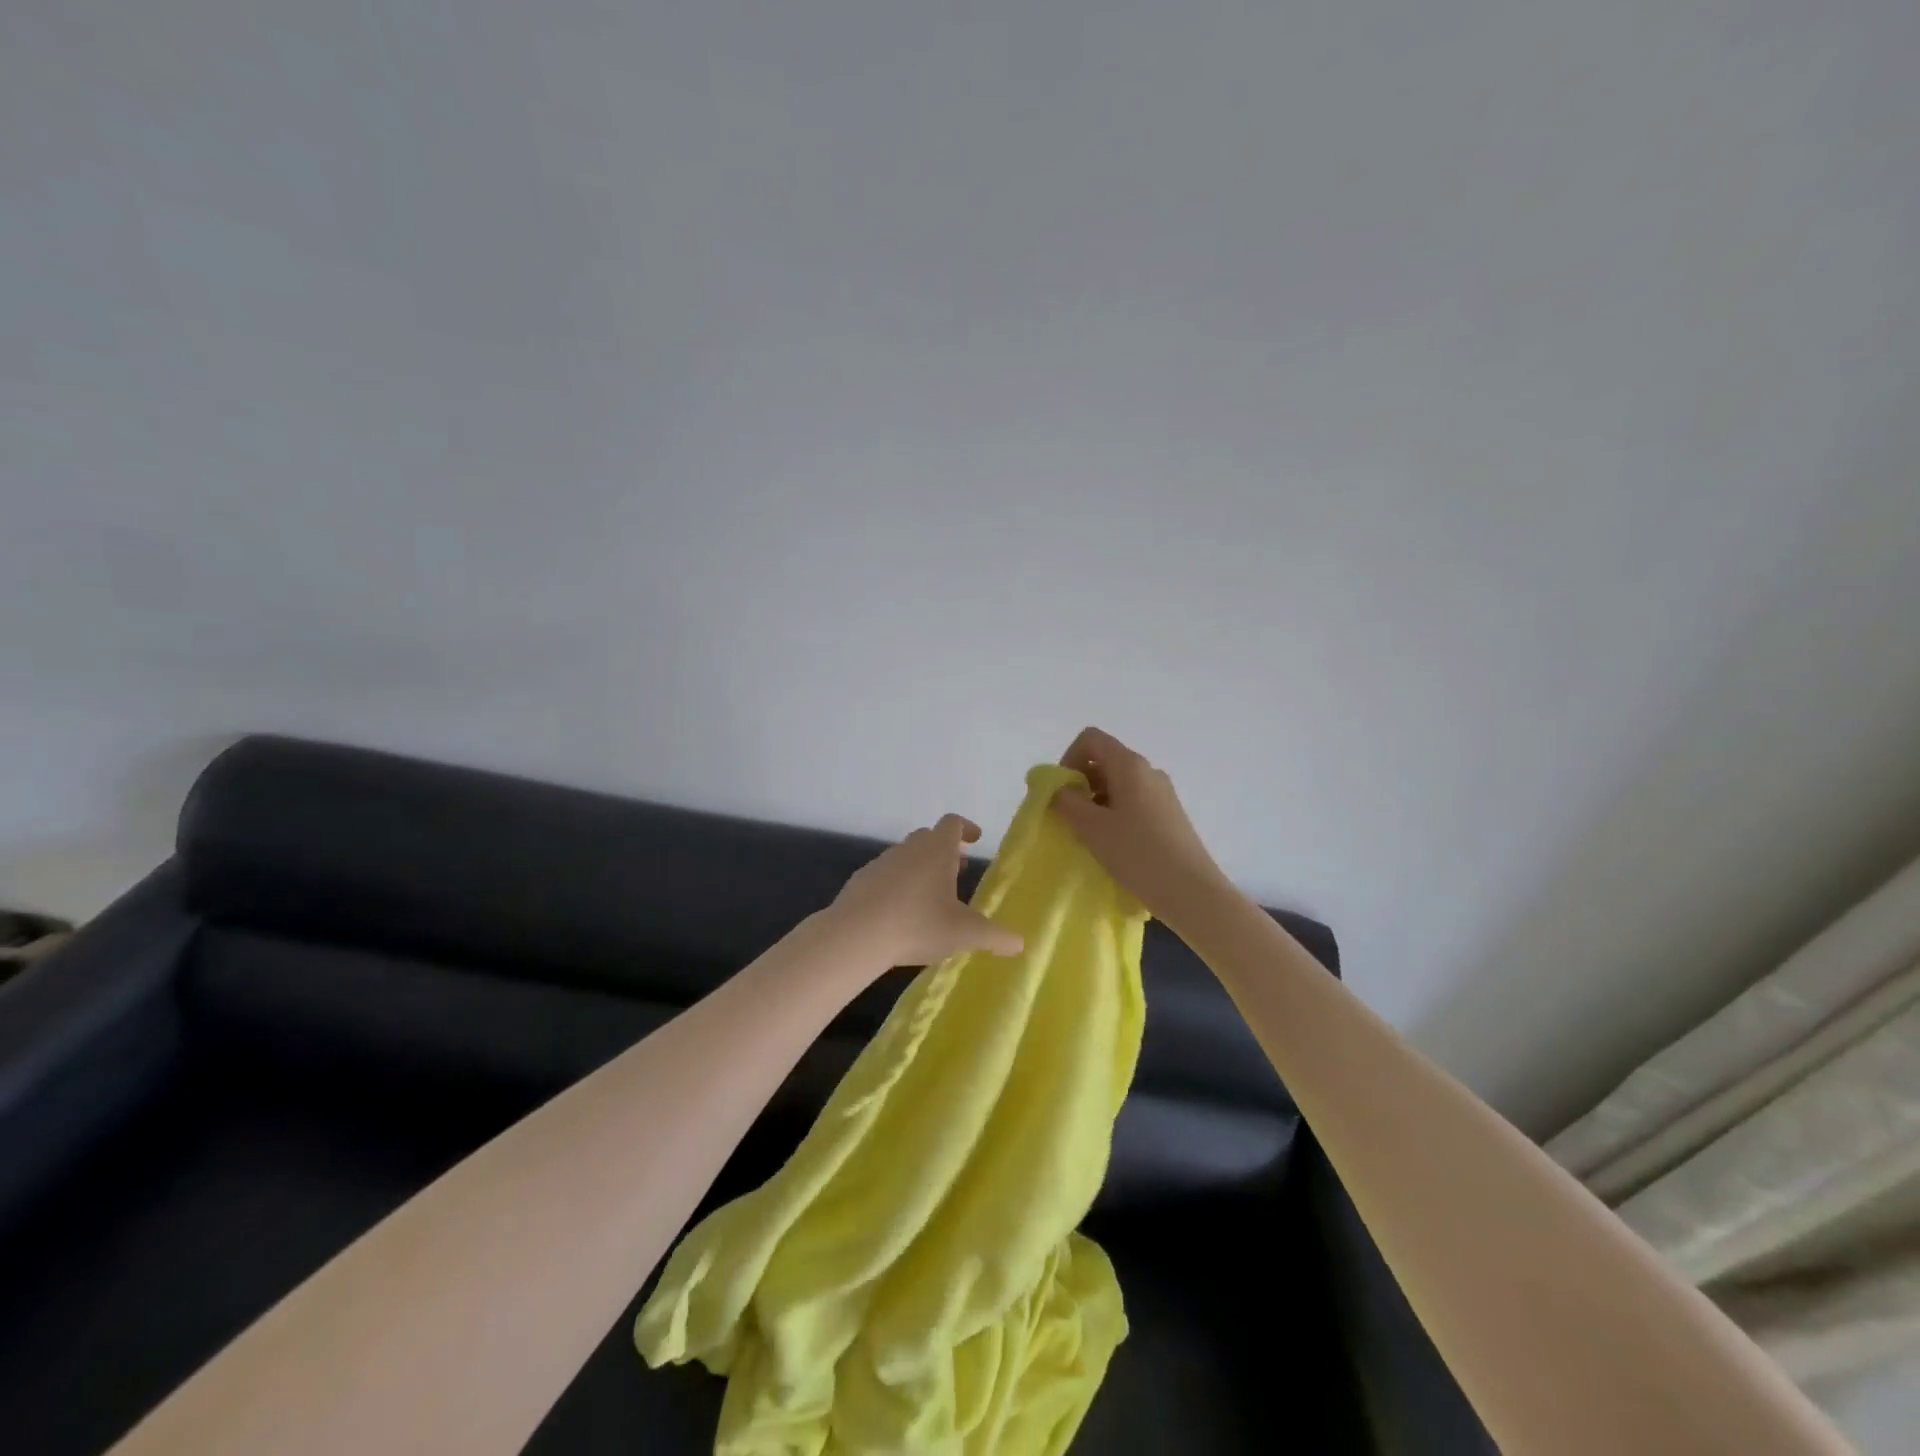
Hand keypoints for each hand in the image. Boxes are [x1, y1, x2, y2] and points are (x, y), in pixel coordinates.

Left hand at [828, 814, 1025, 967]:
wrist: (855, 935)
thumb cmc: (917, 925)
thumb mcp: (964, 934)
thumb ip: (995, 937)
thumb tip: (1021, 943)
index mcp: (936, 850)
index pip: (952, 823)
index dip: (966, 828)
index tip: (975, 839)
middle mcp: (909, 848)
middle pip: (929, 837)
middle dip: (944, 851)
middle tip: (957, 872)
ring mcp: (881, 862)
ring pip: (906, 856)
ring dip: (920, 868)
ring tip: (930, 897)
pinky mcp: (860, 881)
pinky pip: (885, 875)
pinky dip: (897, 885)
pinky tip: (899, 912)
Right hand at [1050, 727, 1230, 925]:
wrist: (1190, 891)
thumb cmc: (1137, 853)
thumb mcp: (1091, 827)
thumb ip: (1067, 802)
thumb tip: (1060, 790)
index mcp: (1129, 765)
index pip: (1091, 739)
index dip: (1069, 758)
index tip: (1063, 791)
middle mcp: (1148, 771)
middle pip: (1105, 761)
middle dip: (1080, 783)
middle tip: (1069, 817)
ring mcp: (1162, 793)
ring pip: (1119, 784)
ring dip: (1096, 802)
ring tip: (1089, 836)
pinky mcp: (1169, 815)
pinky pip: (1133, 802)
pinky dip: (1114, 814)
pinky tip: (1112, 845)